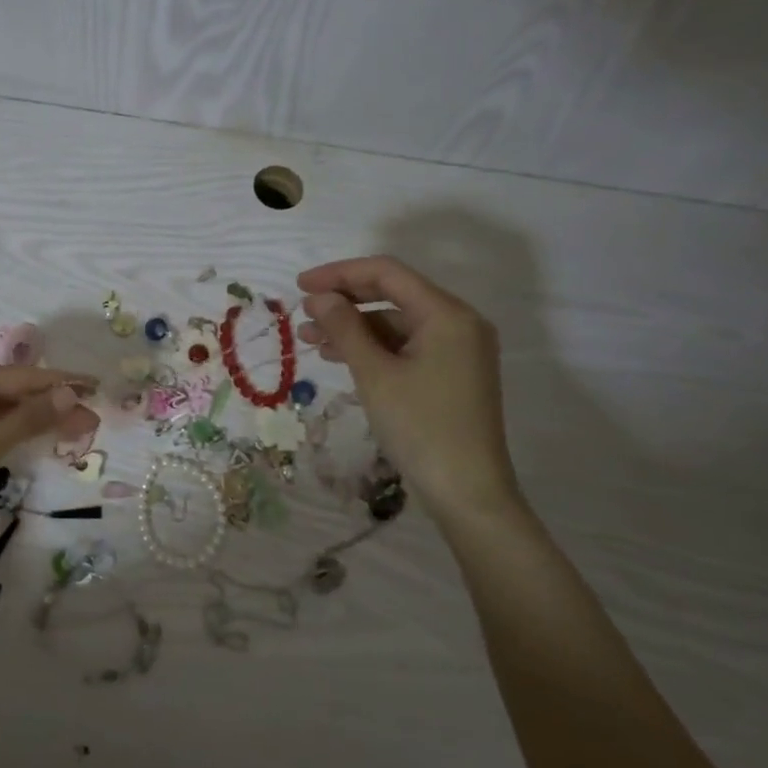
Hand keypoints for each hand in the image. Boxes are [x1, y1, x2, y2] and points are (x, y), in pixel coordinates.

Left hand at [0, 365, 95, 546]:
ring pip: (1, 406)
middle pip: (13, 390)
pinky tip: (36, 434)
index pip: (23, 377)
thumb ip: (28, 418)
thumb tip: (70, 395)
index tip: (96, 385)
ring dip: (35, 417)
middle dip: (53, 404)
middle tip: (91, 419)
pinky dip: (12, 427)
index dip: (62, 382)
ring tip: (74, 428)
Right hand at [297, 256, 526, 531]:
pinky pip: (407, 346)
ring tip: (310, 339)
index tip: (300, 285)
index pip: (387, 273)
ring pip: (397, 322)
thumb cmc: (420, 427)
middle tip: (303, 312)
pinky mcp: (452, 372)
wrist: (467, 493)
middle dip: (345, 300)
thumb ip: (345, 328)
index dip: (340, 274)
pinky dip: (373, 347)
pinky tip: (340, 357)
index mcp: (447, 314)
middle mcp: (458, 322)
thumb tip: (319, 297)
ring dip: (354, 326)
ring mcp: (458, 349)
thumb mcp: (375, 374)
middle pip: (394, 294)